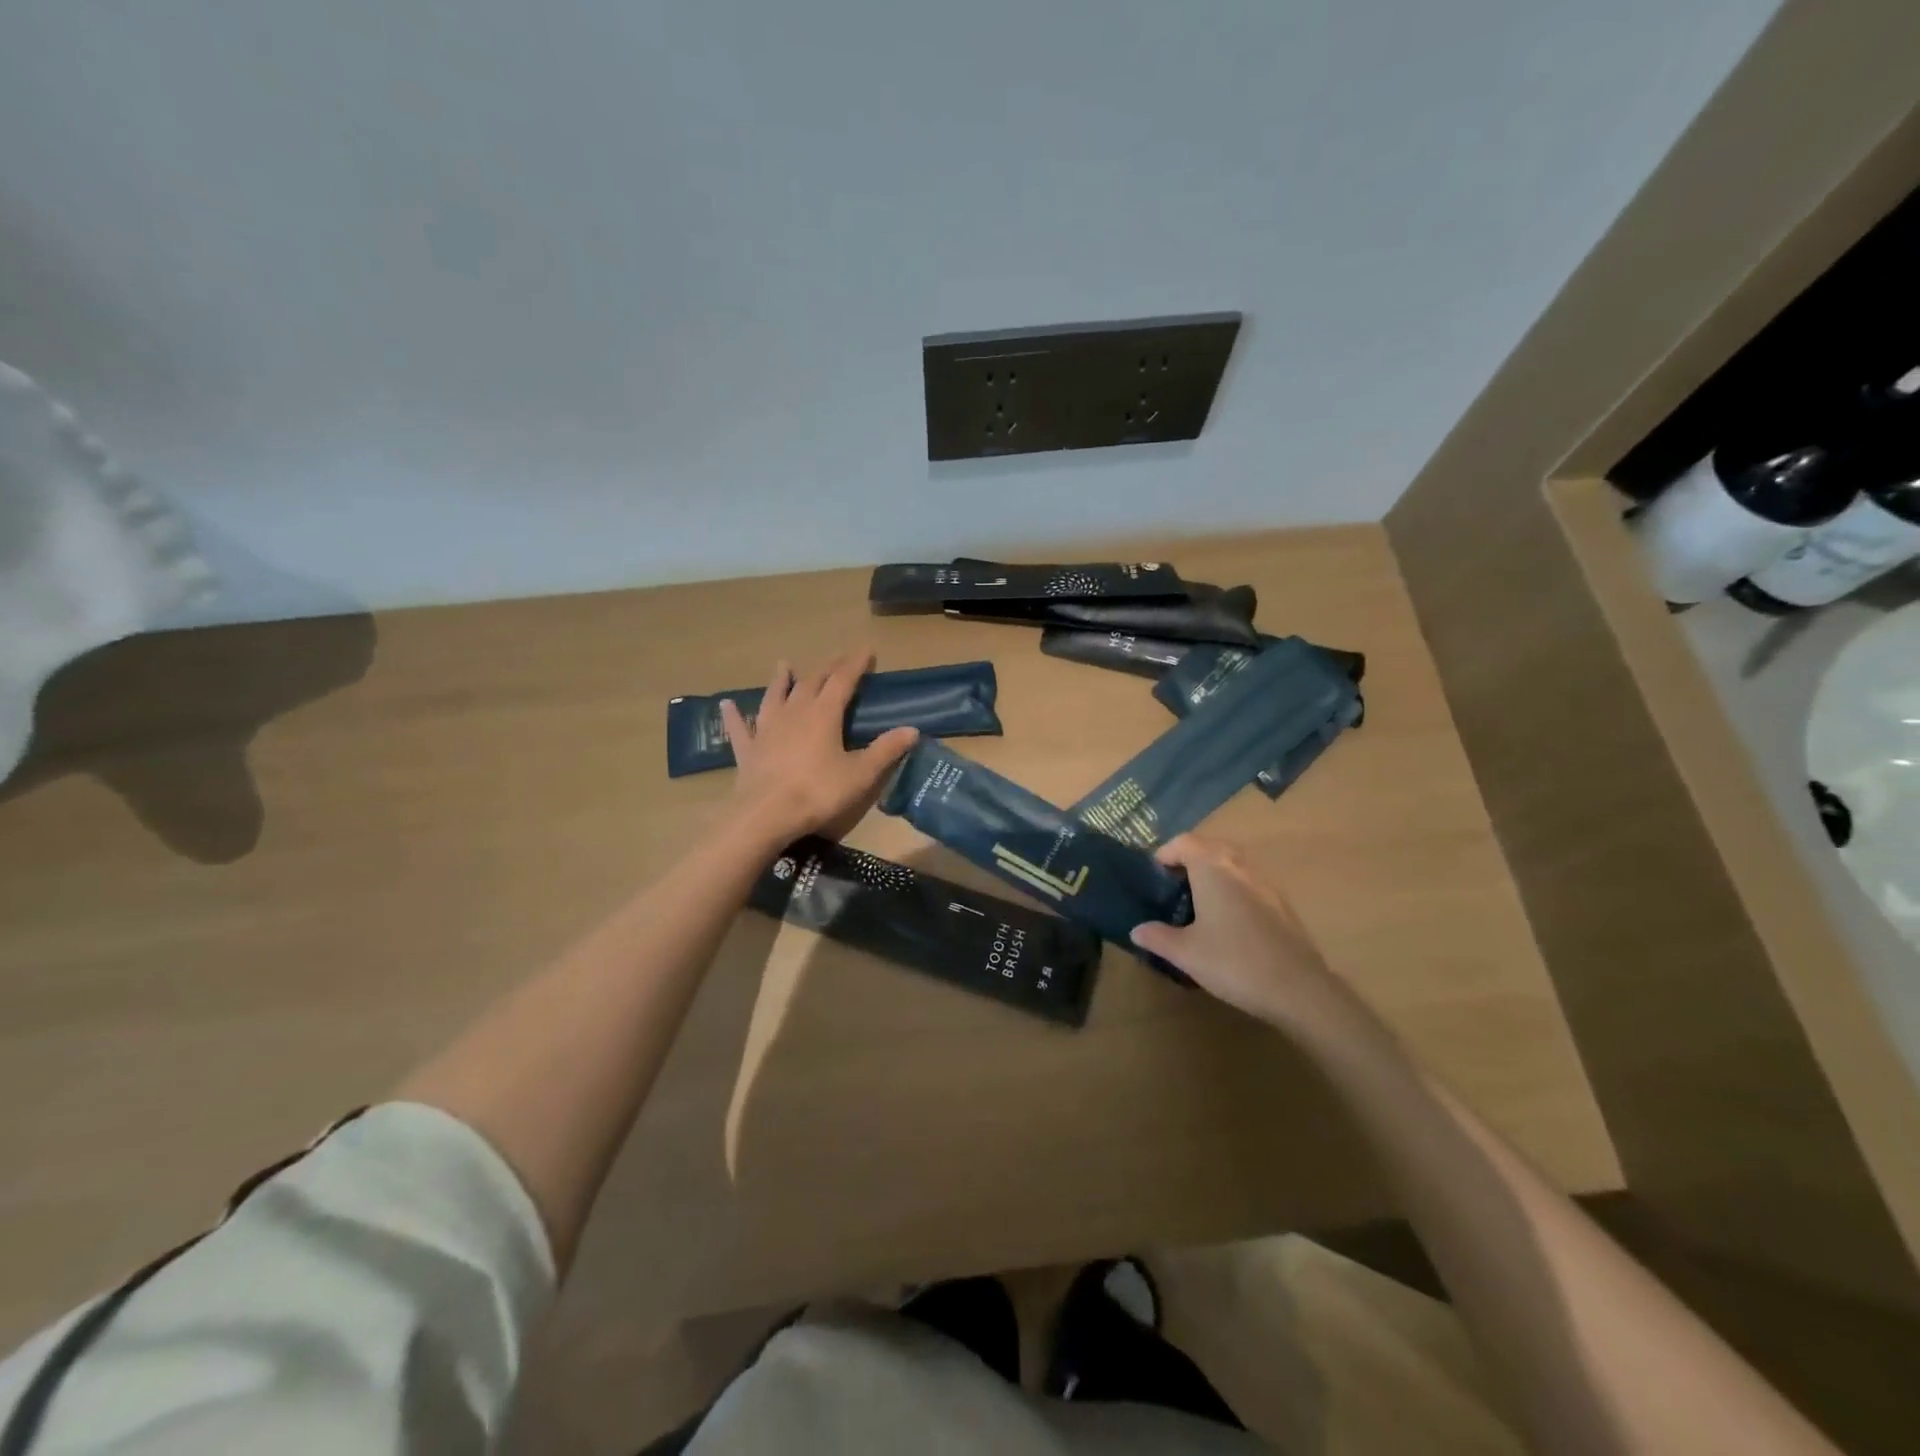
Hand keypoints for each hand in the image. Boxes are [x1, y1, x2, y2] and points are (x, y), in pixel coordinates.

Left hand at [719, 652, 918, 845]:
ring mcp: (767, 729)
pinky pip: (740, 727)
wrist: (766, 815)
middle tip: (838, 660)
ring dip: (782, 680)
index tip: (867, 650)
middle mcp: (794, 713)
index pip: (843, 680)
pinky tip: (726, 705)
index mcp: (824, 714)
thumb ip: (886, 750)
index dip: (856, 664)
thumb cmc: (818, 792)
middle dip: (827, 669)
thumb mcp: (861, 774)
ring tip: (784, 665)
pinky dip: (734, 715)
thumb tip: (912, 730)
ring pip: (775, 696)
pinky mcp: (748, 749)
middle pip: (812, 683)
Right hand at [1130, 834, 1360, 1031]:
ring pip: (1233, 864)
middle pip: (1211, 847)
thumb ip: (1158, 937)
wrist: (1299, 989)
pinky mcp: (1282, 904)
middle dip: (1190, 859)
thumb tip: (1136, 930)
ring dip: (1213, 873)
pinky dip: (1233, 889)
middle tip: (1173, 884)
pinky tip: (1228, 922)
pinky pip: (1249, 883)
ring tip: (1198, 902)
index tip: (1154, 874)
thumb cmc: (1234, 962)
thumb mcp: (1186, 953)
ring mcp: (1266, 883)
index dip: (1165, 852)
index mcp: (1213, 869)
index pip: (1185, 842)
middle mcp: (1240, 867)